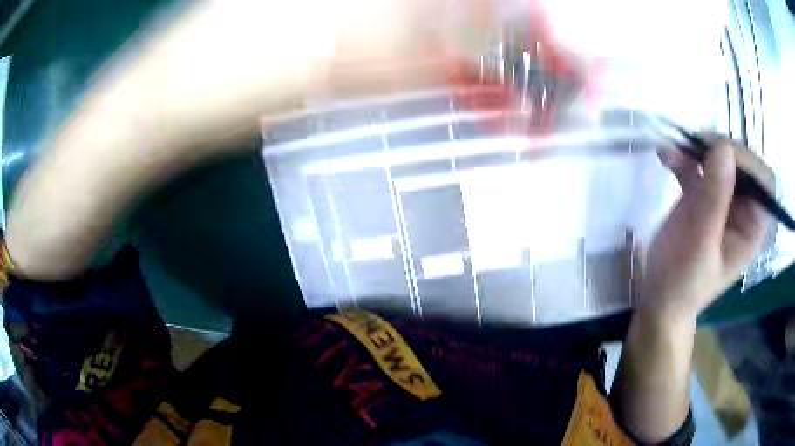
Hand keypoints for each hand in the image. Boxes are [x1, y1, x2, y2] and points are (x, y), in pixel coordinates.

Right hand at [639, 135, 773, 322]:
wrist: (658, 298)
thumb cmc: (682, 283)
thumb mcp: (700, 244)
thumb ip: (714, 198)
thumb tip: (723, 147)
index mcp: (751, 227)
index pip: (762, 181)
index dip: (747, 162)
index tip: (720, 155)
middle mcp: (742, 209)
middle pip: (741, 163)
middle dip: (719, 150)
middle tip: (693, 146)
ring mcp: (722, 200)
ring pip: (718, 158)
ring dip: (697, 149)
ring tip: (674, 151)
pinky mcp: (703, 195)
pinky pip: (697, 166)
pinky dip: (682, 157)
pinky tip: (665, 156)